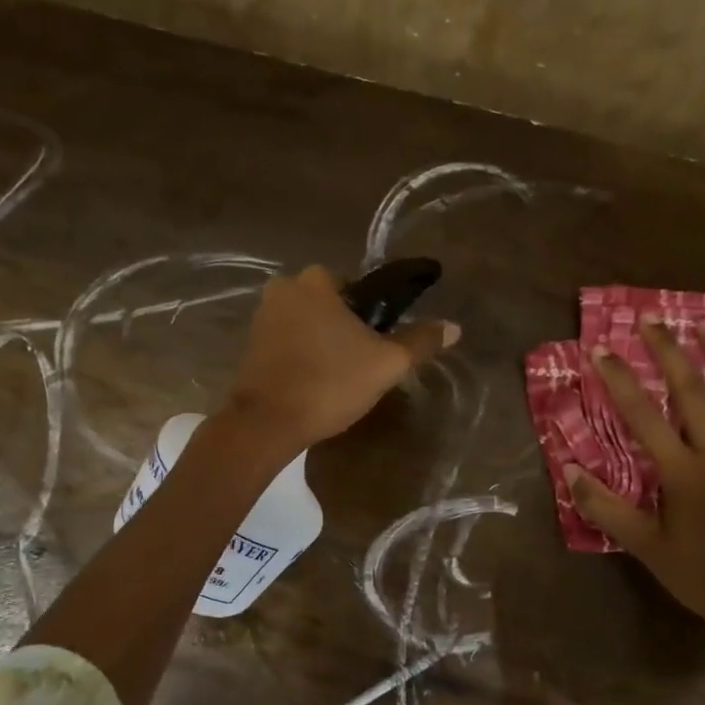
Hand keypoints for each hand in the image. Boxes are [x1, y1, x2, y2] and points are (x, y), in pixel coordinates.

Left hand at [222, 265, 457, 452]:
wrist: (266, 423)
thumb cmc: (329, 383)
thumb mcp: (386, 364)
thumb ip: (419, 342)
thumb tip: (454, 327)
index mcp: (315, 280)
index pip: (357, 287)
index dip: (373, 315)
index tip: (379, 344)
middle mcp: (283, 288)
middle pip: (330, 305)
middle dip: (346, 329)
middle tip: (362, 365)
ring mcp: (262, 318)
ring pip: (308, 325)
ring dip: (323, 344)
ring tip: (339, 379)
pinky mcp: (250, 347)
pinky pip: (288, 344)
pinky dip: (302, 357)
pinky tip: (314, 384)